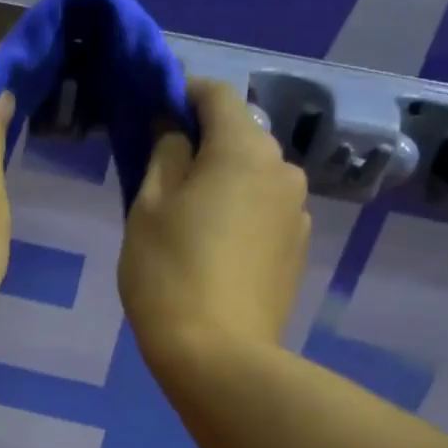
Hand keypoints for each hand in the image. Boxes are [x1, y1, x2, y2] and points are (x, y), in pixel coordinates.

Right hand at [118, 78, 309, 366]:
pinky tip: (214, 248)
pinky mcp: (298, 250)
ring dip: (223, 181)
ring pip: (254, 177)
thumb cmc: (169, 273)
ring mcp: (298, 212)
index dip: (184, 92)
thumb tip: (176, 131)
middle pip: (240, 137)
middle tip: (163, 171)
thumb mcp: (148, 208)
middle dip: (203, 142)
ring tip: (188, 217)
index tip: (156, 106)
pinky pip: (264, 212)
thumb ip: (165, 155)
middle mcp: (283, 170)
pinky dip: (240, 213)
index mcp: (244, 150)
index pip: (217, 95)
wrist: (218, 355)